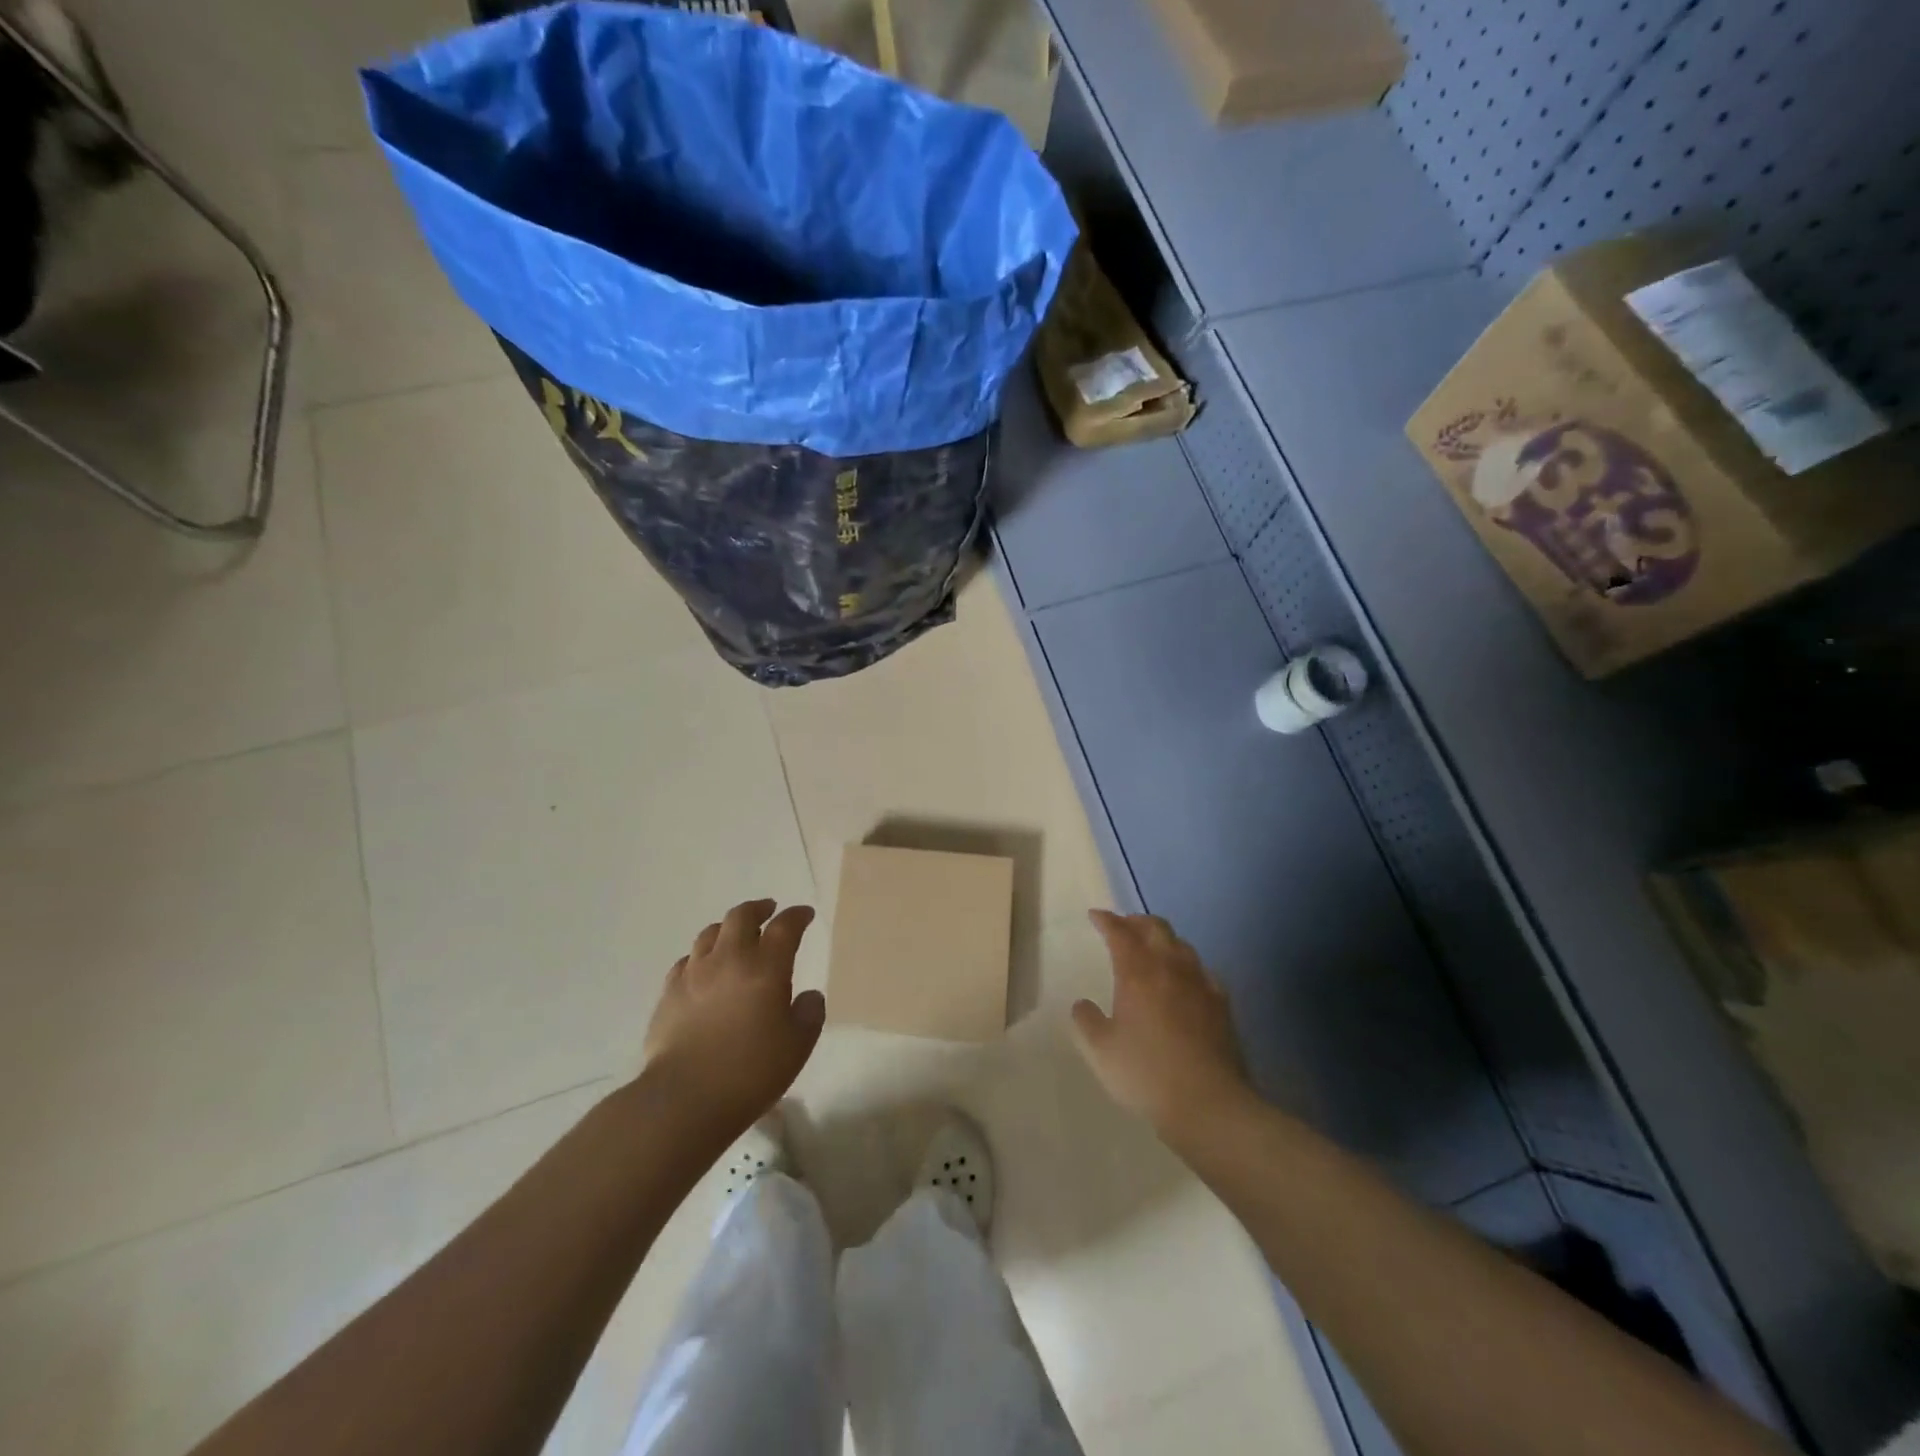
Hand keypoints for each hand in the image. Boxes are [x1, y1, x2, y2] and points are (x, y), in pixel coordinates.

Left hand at [641, 899, 825, 1137]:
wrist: (684, 1099)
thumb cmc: (750, 1072)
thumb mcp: (798, 1046)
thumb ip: (809, 1014)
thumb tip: (807, 996)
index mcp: (766, 968)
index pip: (784, 927)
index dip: (797, 916)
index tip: (805, 915)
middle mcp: (729, 960)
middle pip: (741, 916)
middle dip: (759, 909)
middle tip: (769, 910)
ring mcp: (694, 974)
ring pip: (710, 933)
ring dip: (727, 928)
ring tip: (735, 935)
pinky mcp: (668, 994)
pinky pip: (686, 961)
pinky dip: (701, 956)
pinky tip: (704, 969)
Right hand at [1071, 910, 1252, 1134]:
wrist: (1208, 1102)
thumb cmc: (1146, 1073)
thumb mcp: (1100, 1051)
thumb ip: (1086, 1021)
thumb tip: (1083, 1004)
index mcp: (1137, 973)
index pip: (1120, 933)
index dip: (1106, 921)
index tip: (1095, 916)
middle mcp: (1170, 968)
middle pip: (1156, 928)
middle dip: (1137, 921)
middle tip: (1123, 926)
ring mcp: (1200, 983)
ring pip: (1182, 945)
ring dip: (1163, 939)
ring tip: (1152, 948)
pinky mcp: (1222, 1003)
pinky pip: (1202, 970)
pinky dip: (1187, 965)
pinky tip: (1185, 979)